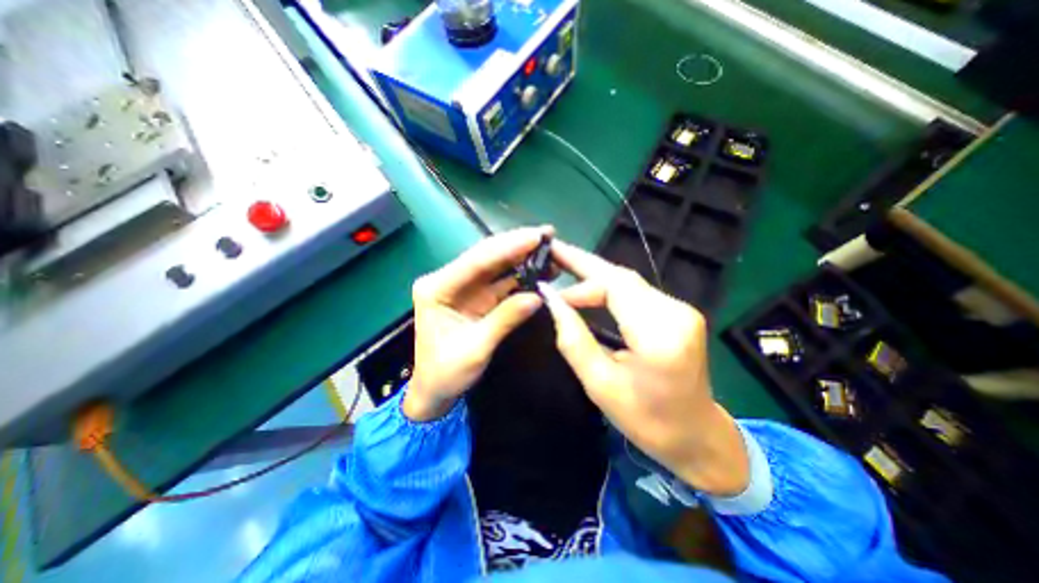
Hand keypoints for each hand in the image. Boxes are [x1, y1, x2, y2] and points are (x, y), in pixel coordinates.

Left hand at [405, 228, 551, 424]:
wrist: (435, 391)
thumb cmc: (446, 373)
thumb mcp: (475, 349)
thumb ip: (505, 319)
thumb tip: (538, 296)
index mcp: (437, 288)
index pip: (476, 262)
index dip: (507, 247)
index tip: (535, 236)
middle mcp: (448, 281)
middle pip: (486, 257)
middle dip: (516, 245)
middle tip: (546, 234)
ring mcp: (464, 288)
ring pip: (496, 267)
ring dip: (522, 258)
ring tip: (548, 249)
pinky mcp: (477, 298)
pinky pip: (501, 282)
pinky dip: (520, 276)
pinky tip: (539, 269)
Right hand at [540, 240, 751, 496]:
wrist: (697, 435)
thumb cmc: (646, 420)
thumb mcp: (600, 385)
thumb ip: (573, 339)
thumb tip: (551, 301)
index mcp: (659, 335)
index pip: (614, 288)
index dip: (579, 284)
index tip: (550, 292)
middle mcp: (676, 313)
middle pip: (622, 277)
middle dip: (584, 264)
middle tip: (554, 251)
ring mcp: (681, 310)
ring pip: (629, 281)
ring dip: (595, 275)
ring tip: (565, 267)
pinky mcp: (679, 312)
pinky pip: (637, 291)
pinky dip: (609, 287)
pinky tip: (589, 286)